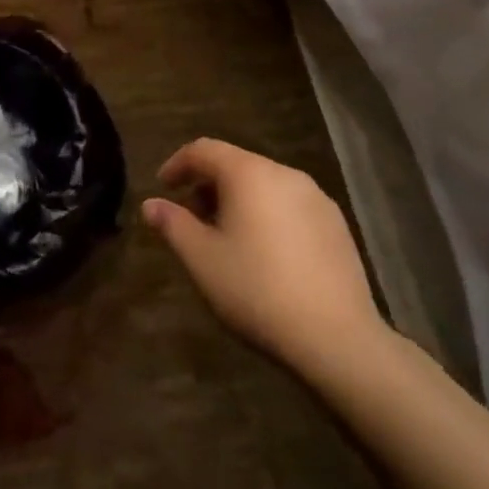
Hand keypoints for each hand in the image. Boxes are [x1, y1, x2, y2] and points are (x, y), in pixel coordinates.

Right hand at [142, 138, 386, 377]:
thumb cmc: (257, 290)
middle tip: (191, 219)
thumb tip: (150, 204)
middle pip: (236, 164)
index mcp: (248, 173)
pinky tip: (266, 254)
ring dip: (238, 201)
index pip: (203, 149)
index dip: (177, 164)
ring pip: (265, 185)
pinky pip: (290, 206)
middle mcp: (284, 174)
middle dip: (207, 186)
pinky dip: (268, 215)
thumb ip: (172, 224)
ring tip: (226, 239)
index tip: (163, 187)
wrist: (338, 339)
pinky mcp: (337, 225)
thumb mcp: (202, 259)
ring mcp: (316, 198)